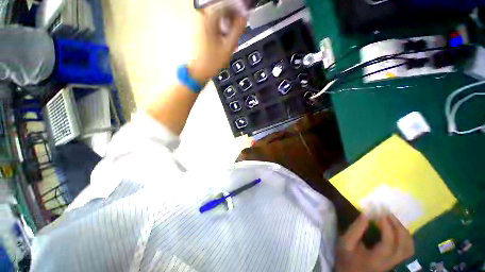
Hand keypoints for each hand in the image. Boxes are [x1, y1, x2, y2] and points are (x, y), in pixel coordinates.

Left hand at [188, 7, 246, 83]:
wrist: (199, 70)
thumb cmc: (212, 61)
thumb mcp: (228, 47)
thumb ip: (237, 30)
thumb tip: (244, 18)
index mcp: (208, 18)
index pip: (227, 5)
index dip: (238, 10)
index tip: (245, 18)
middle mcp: (202, 17)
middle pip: (222, 10)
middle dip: (232, 19)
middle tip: (239, 31)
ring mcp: (199, 23)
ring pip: (218, 17)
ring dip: (228, 25)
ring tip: (233, 39)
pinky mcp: (200, 29)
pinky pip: (213, 23)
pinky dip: (221, 29)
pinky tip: (225, 39)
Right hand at [335, 214, 414, 271]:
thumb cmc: (347, 258)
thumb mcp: (346, 243)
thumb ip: (355, 229)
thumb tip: (366, 214)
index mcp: (378, 259)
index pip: (389, 242)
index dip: (386, 226)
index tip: (380, 212)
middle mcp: (391, 263)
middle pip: (404, 245)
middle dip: (398, 226)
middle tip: (388, 213)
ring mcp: (395, 263)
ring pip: (409, 247)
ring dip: (403, 231)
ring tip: (393, 220)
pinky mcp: (396, 262)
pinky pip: (407, 250)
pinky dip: (405, 238)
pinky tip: (397, 230)